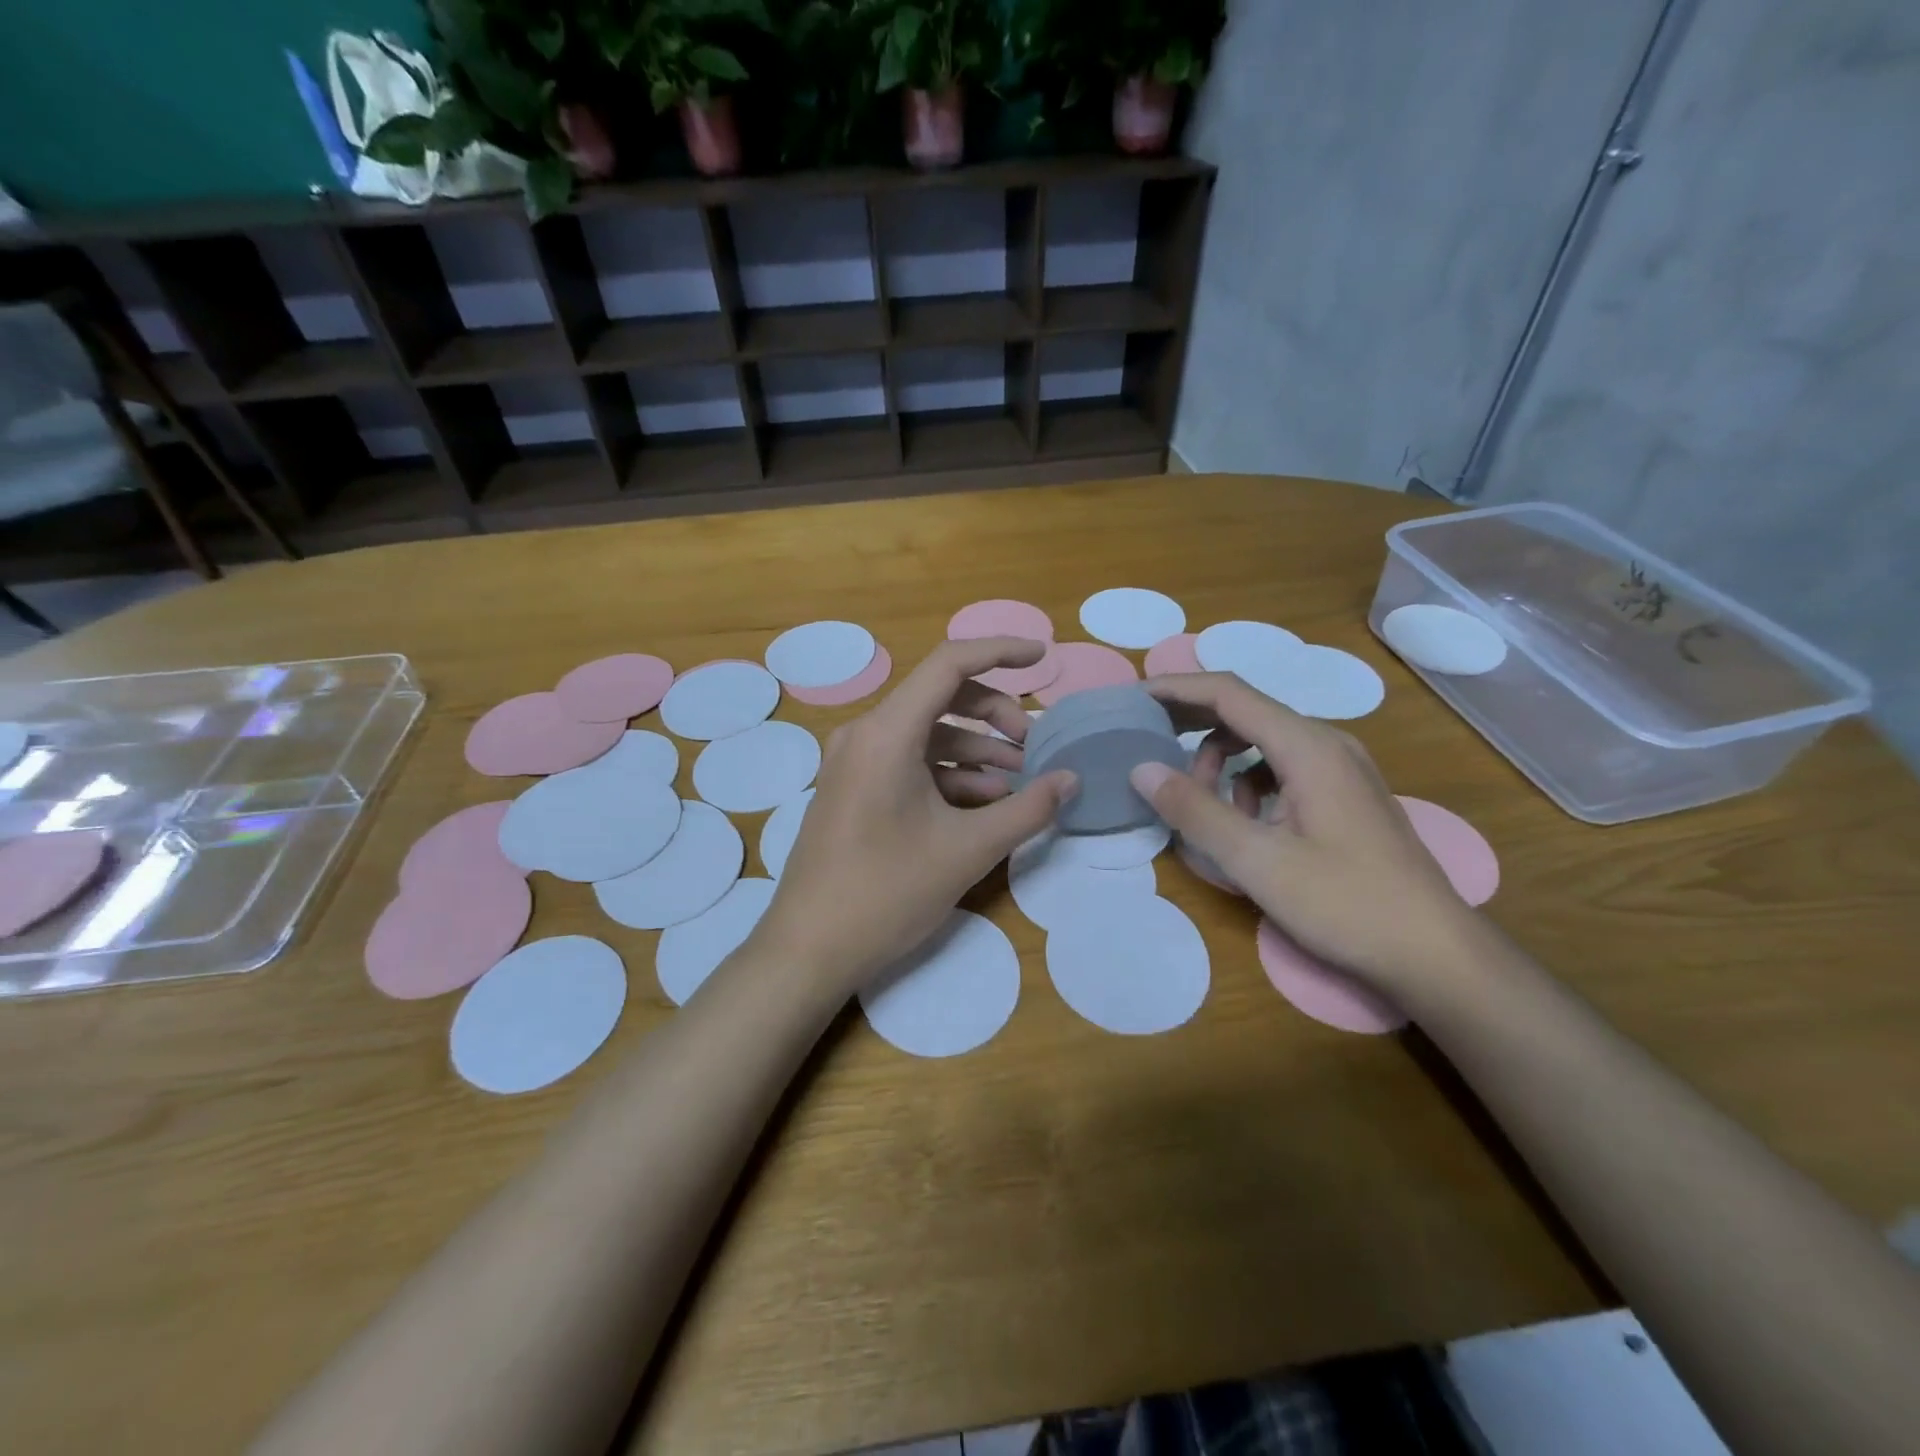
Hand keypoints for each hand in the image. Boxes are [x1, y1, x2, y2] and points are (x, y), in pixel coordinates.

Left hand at [754, 638, 1077, 997]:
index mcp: (887, 733)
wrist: (808, 949)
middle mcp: (865, 734)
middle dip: (993, 715)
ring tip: (1018, 782)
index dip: (1000, 651)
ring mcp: (854, 762)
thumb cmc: (887, 892)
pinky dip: (947, 774)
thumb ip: (1027, 809)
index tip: (1042, 657)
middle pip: (940, 698)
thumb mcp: (967, 850)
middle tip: (1033, 746)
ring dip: (975, 751)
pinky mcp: (853, 789)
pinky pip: (908, 763)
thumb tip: (1071, 780)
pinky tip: (982, 803)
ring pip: (926, 735)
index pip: (950, 664)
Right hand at [1132, 672, 1484, 996]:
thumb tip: (1142, 768)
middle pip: (1246, 710)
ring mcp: (1341, 768)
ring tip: (1201, 806)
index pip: (1229, 693)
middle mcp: (1327, 743)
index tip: (1133, 697)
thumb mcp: (1257, 861)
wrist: (1435, 952)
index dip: (1176, 688)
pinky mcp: (1345, 794)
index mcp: (1307, 746)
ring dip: (1221, 761)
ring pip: (1263, 742)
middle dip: (1192, 722)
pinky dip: (1249, 782)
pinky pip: (1282, 767)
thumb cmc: (1346, 904)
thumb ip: (1196, 811)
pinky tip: (1245, 823)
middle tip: (1147, 742)